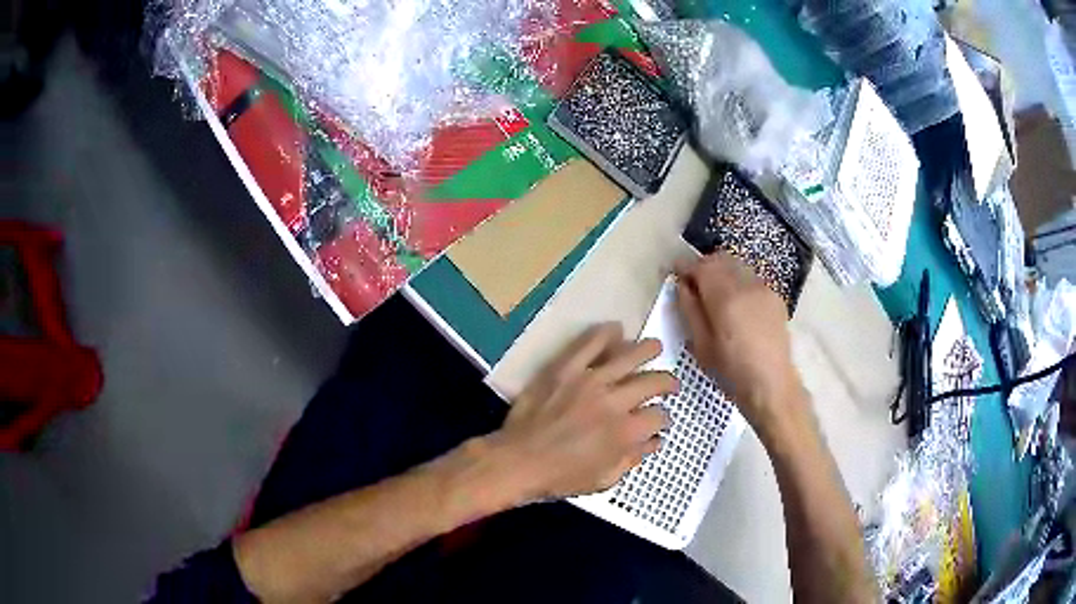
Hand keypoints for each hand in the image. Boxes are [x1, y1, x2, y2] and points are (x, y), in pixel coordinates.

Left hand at [488, 323, 675, 501]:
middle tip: (669, 383)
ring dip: (648, 349)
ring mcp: (589, 380)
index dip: (663, 418)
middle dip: (667, 382)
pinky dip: (606, 333)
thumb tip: (654, 441)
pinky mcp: (565, 368)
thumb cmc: (561, 477)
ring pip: (628, 355)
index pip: (659, 416)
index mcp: (626, 432)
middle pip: (652, 381)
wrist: (517, 461)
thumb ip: (633, 458)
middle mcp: (614, 401)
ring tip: (655, 347)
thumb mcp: (604, 479)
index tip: (659, 420)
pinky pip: (590, 343)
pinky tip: (617, 330)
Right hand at [675, 253, 806, 437]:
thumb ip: (689, 309)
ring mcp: (764, 288)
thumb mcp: (701, 345)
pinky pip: (751, 278)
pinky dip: (738, 281)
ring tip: (714, 292)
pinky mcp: (775, 296)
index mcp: (726, 298)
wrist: (772, 385)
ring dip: (722, 271)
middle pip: (720, 259)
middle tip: (692, 283)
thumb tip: (682, 285)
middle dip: (703, 266)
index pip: (701, 266)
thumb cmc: (731, 372)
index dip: (685, 266)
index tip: (675, 272)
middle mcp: (747, 284)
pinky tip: (736, 303)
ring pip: (737, 265)